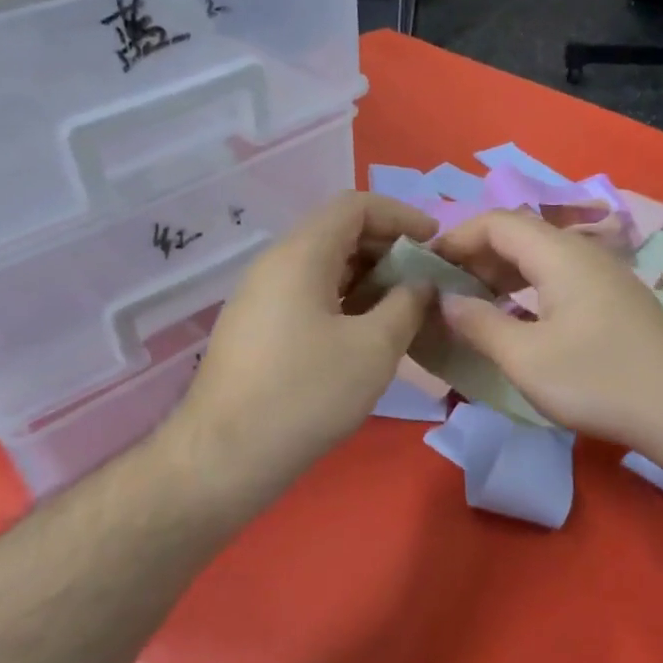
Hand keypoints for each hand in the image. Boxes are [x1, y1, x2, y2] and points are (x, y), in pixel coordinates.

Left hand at [170, 192, 437, 499]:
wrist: (226, 456)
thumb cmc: (306, 394)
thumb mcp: (374, 348)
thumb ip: (407, 305)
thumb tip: (421, 284)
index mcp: (300, 255)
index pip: (354, 206)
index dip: (401, 215)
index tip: (436, 243)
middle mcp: (274, 265)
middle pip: (337, 234)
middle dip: (388, 250)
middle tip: (426, 282)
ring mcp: (260, 299)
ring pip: (323, 269)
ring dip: (368, 280)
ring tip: (404, 310)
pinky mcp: (256, 330)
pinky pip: (307, 297)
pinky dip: (344, 302)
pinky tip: (366, 336)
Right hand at [431, 209, 662, 455]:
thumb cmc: (600, 380)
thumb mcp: (526, 358)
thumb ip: (480, 324)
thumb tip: (446, 301)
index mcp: (559, 255)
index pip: (497, 222)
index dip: (456, 237)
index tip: (425, 265)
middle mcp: (583, 254)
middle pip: (520, 236)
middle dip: (475, 256)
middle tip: (444, 288)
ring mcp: (604, 277)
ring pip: (541, 259)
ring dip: (502, 275)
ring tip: (472, 304)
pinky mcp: (616, 302)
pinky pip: (559, 280)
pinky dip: (527, 291)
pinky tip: (516, 321)